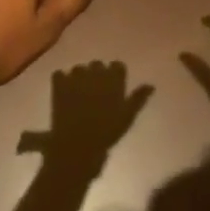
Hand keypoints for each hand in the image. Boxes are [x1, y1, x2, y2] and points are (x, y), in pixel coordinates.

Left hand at [16, 62, 153, 159]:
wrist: (78, 145)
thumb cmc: (107, 133)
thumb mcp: (127, 117)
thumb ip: (138, 99)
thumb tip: (151, 85)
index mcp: (113, 80)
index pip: (117, 65)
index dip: (114, 74)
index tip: (113, 85)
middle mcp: (95, 73)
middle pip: (97, 64)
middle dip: (96, 75)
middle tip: (95, 92)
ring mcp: (75, 77)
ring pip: (78, 69)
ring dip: (78, 77)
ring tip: (78, 93)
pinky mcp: (59, 84)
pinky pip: (59, 74)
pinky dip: (60, 81)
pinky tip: (62, 92)